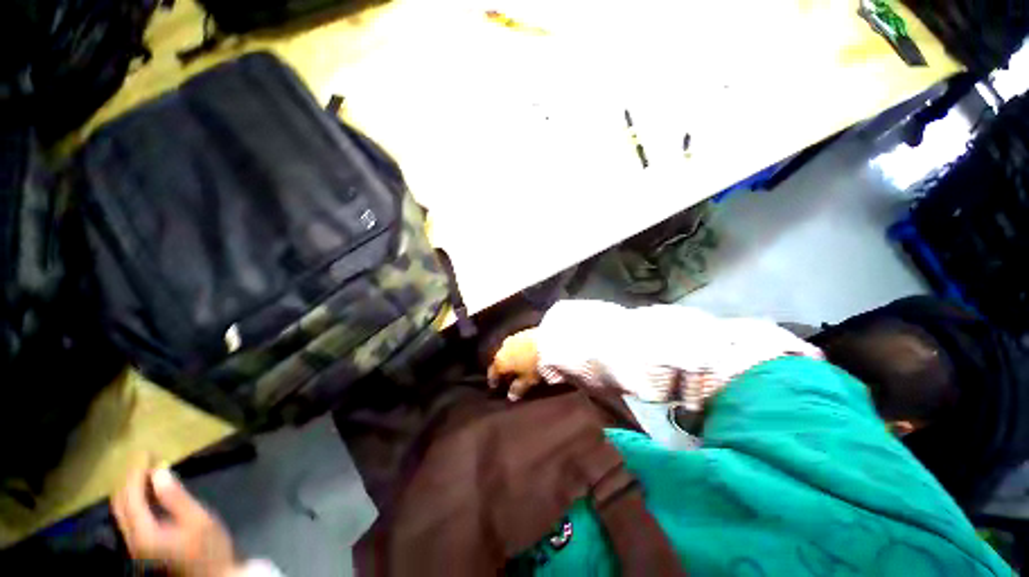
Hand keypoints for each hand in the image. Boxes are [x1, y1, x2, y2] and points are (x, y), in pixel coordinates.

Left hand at [112, 458, 239, 576]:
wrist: (214, 576)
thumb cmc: (209, 547)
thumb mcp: (198, 519)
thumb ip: (176, 497)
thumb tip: (159, 470)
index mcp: (144, 533)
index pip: (130, 497)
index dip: (135, 473)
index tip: (146, 452)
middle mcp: (132, 540)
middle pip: (120, 505)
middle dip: (128, 480)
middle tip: (144, 459)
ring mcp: (135, 546)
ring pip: (121, 512)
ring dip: (129, 490)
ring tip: (144, 472)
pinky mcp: (141, 548)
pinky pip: (129, 519)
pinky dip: (133, 502)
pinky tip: (146, 494)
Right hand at [488, 328, 542, 400]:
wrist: (549, 341)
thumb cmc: (535, 364)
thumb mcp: (527, 380)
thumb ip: (517, 388)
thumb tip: (511, 395)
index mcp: (500, 361)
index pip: (493, 372)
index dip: (493, 380)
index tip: (495, 385)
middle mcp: (503, 347)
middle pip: (500, 359)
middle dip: (503, 367)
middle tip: (508, 375)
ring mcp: (513, 337)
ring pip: (509, 350)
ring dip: (512, 357)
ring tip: (518, 364)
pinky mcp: (524, 331)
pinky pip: (518, 343)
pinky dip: (519, 349)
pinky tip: (526, 353)